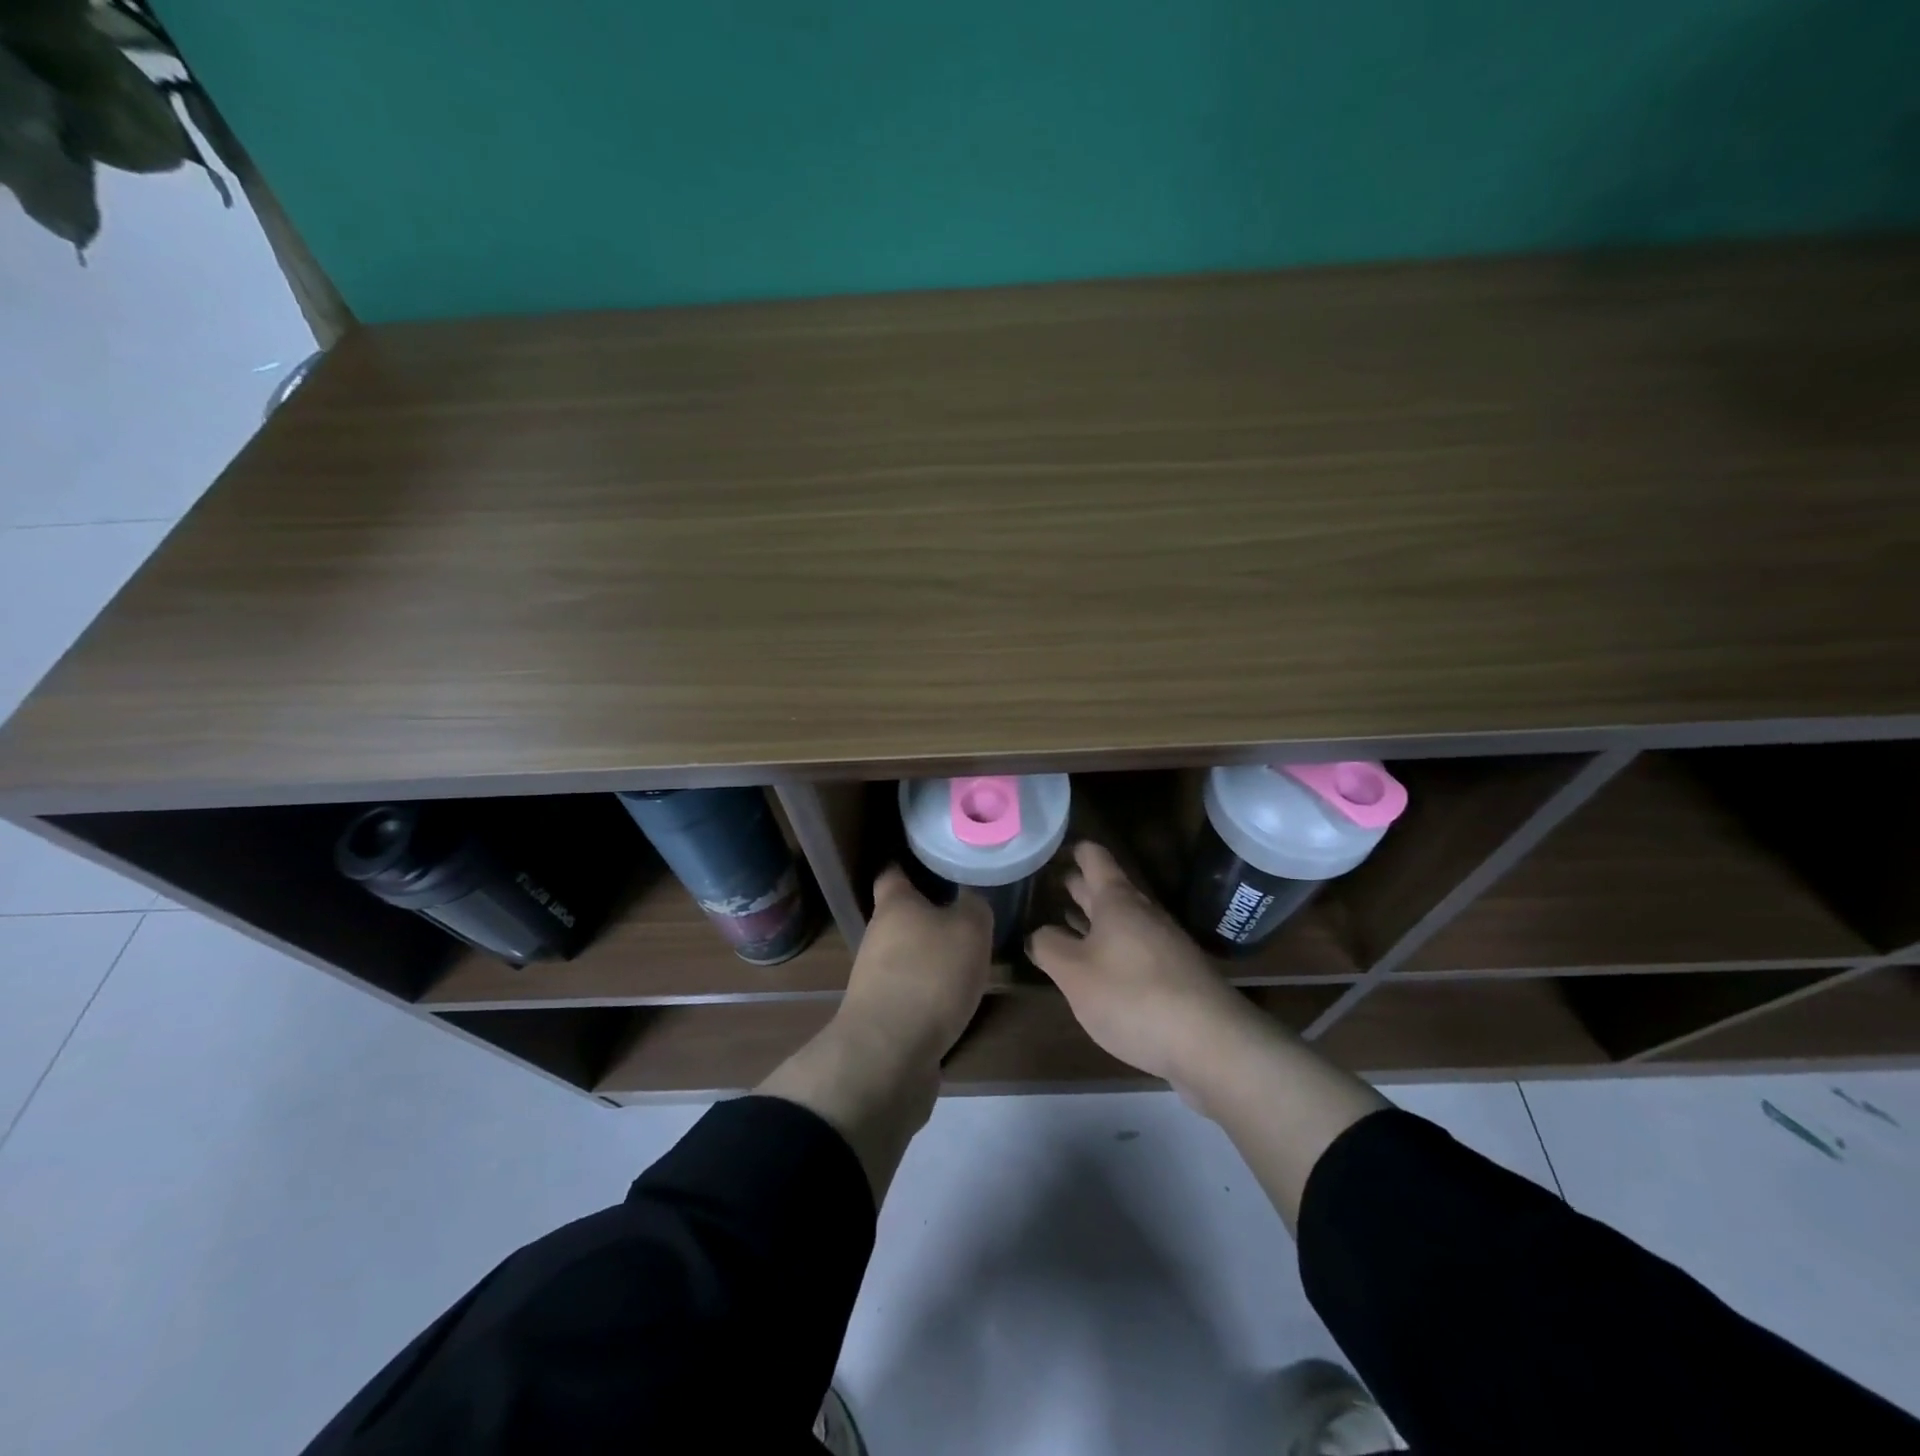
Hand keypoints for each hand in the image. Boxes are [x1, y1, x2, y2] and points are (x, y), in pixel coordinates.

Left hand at [834, 866, 993, 1067]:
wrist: (890, 1053)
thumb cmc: (930, 974)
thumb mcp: (970, 928)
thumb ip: (974, 905)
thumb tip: (970, 898)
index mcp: (894, 904)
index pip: (893, 871)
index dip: (912, 864)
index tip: (938, 860)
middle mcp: (878, 935)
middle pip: (903, 914)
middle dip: (931, 913)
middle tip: (969, 912)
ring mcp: (876, 976)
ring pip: (908, 952)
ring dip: (933, 953)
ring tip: (970, 955)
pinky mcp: (884, 1013)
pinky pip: (912, 988)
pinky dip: (931, 988)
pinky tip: (957, 995)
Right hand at [1027, 841, 1257, 1085]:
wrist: (1211, 1043)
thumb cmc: (1133, 995)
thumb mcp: (1074, 973)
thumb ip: (1049, 947)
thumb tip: (1037, 933)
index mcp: (1117, 901)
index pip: (1094, 858)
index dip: (1072, 849)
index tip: (1050, 848)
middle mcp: (1142, 913)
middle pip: (1106, 889)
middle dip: (1077, 885)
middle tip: (1046, 883)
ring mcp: (1162, 944)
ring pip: (1119, 921)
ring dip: (1091, 919)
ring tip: (1060, 920)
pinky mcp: (1174, 975)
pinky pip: (1132, 949)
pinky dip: (1108, 948)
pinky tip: (1095, 966)